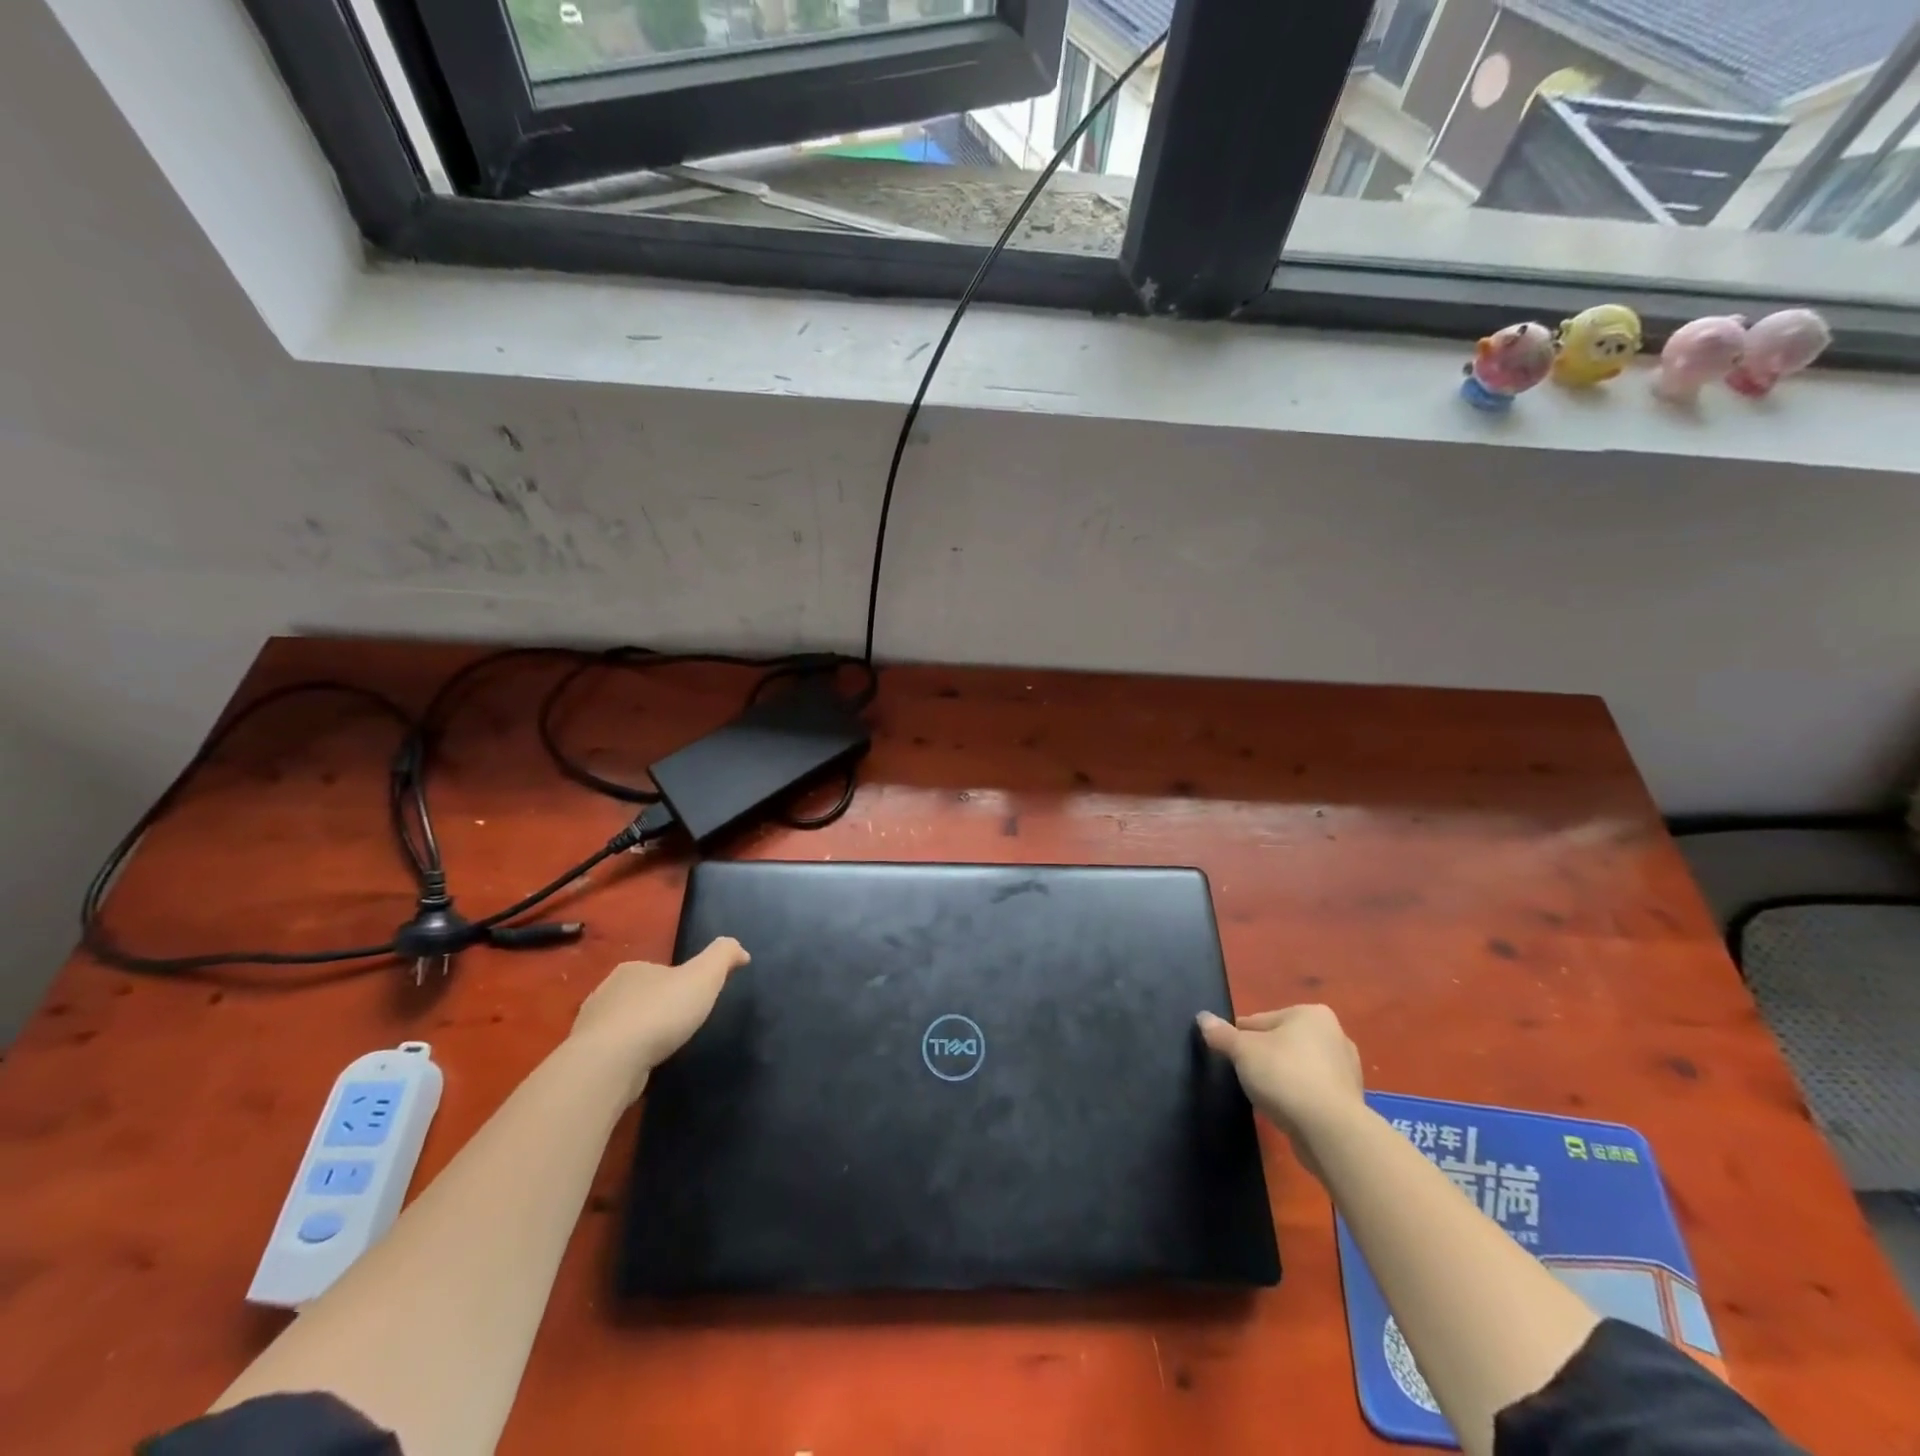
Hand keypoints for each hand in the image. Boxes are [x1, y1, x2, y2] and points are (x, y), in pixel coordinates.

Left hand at [569, 937, 748, 1100]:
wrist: (609, 1062)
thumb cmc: (660, 1013)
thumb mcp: (704, 976)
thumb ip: (723, 956)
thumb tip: (740, 951)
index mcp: (633, 968)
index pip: (661, 970)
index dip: (680, 983)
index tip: (695, 1001)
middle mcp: (607, 991)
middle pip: (641, 995)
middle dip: (658, 1007)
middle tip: (680, 1026)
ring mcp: (591, 1025)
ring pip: (623, 1024)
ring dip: (640, 1033)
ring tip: (660, 1050)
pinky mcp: (585, 1057)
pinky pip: (612, 1051)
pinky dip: (626, 1056)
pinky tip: (639, 1068)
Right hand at [1197, 1004, 1363, 1171]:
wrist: (1331, 1131)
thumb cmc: (1285, 1076)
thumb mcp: (1242, 1050)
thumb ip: (1221, 1034)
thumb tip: (1202, 1018)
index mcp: (1311, 1014)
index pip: (1261, 1021)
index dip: (1240, 1038)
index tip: (1230, 1056)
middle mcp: (1335, 1035)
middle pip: (1282, 1042)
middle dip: (1264, 1057)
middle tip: (1246, 1077)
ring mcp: (1347, 1070)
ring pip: (1299, 1068)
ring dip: (1282, 1078)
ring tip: (1264, 1097)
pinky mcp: (1350, 1101)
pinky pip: (1313, 1092)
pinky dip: (1298, 1097)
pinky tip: (1285, 1111)